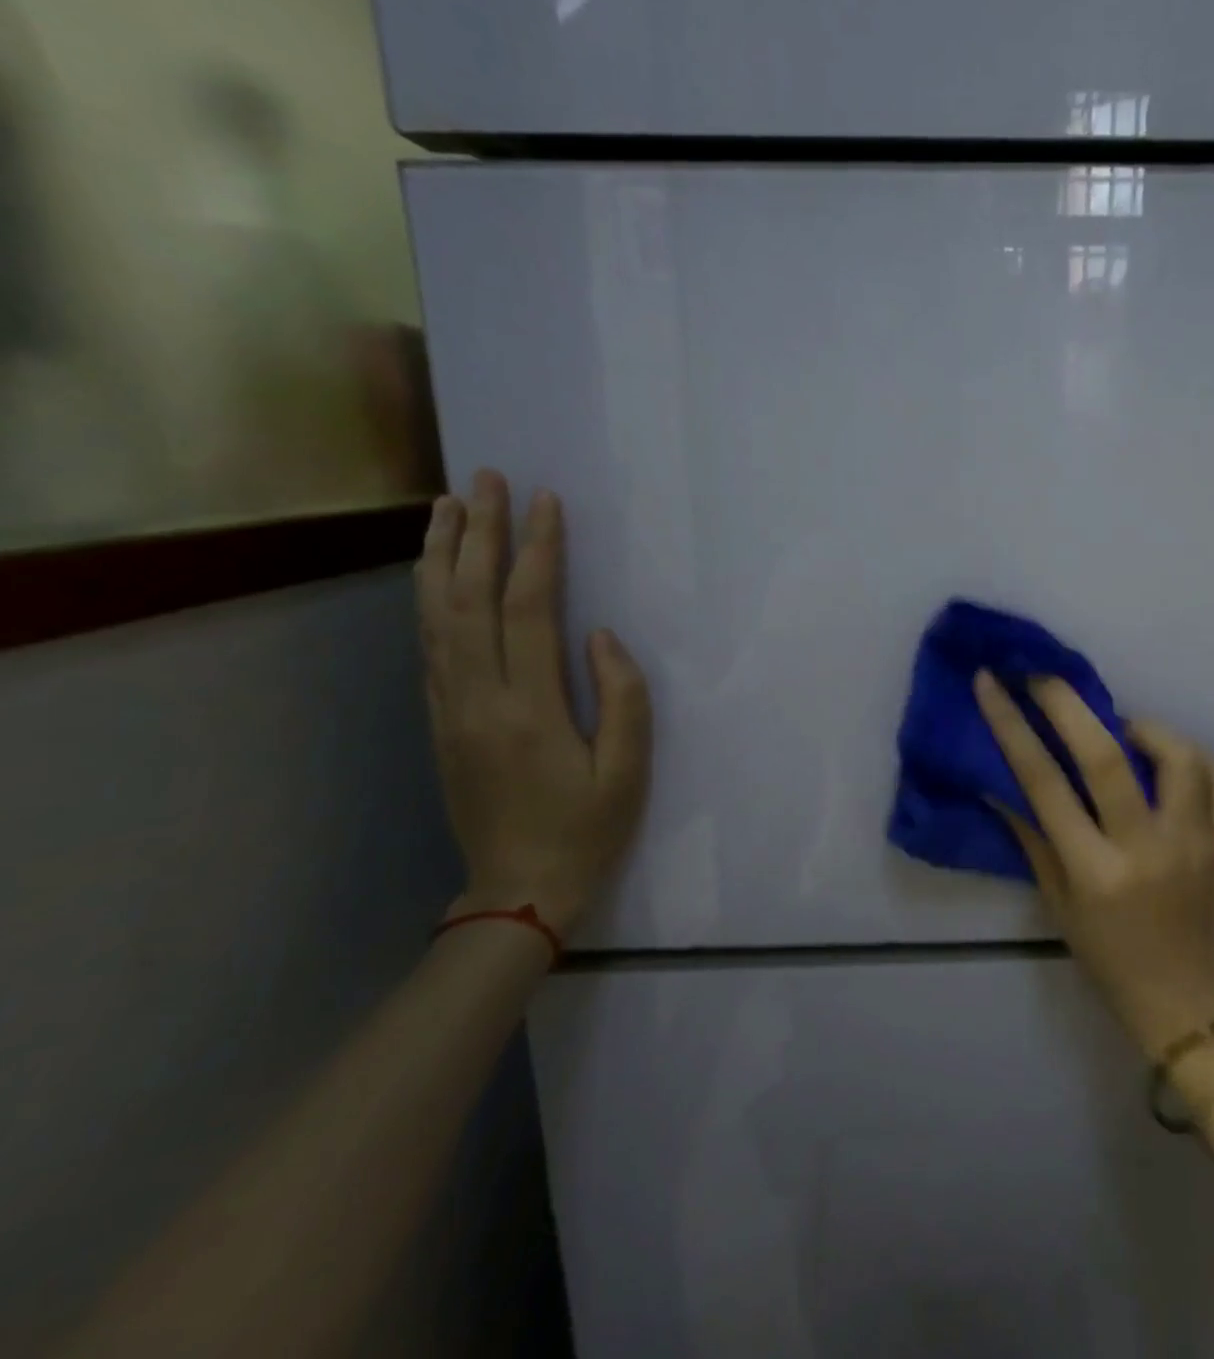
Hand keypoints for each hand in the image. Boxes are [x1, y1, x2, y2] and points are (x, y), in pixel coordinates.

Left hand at [416, 469, 651, 939]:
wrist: (519, 890)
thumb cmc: (587, 830)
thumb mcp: (629, 771)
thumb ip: (623, 697)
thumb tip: (599, 635)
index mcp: (529, 709)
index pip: (526, 610)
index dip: (537, 550)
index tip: (545, 502)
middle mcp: (477, 699)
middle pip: (466, 598)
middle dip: (478, 533)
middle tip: (484, 479)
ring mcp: (449, 710)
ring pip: (434, 616)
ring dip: (440, 555)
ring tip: (446, 506)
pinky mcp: (440, 722)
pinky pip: (428, 646)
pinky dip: (427, 598)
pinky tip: (433, 573)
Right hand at [974, 671, 1213, 1054]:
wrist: (1186, 1002)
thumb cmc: (1108, 958)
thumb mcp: (1057, 903)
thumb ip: (1032, 837)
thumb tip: (1001, 781)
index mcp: (1094, 871)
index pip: (1044, 783)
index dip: (1013, 726)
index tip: (992, 682)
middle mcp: (1146, 848)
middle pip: (1107, 757)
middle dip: (1068, 703)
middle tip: (1045, 674)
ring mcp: (1195, 842)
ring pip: (1178, 756)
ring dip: (1145, 728)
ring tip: (1125, 731)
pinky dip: (1197, 758)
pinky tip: (1173, 763)